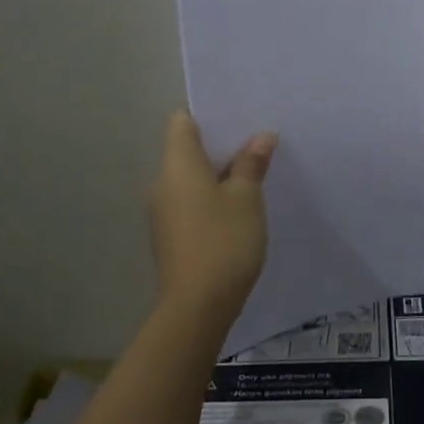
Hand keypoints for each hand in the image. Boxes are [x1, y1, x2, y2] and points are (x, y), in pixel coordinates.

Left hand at [148, 111, 276, 323]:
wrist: (197, 308)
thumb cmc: (223, 241)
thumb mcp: (246, 198)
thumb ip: (251, 163)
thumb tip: (260, 137)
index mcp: (177, 165)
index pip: (182, 122)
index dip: (208, 114)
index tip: (238, 116)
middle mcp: (163, 183)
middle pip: (188, 150)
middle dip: (221, 145)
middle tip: (256, 141)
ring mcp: (164, 213)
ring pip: (192, 179)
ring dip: (219, 174)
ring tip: (254, 172)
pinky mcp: (171, 236)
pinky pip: (192, 202)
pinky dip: (212, 198)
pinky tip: (239, 207)